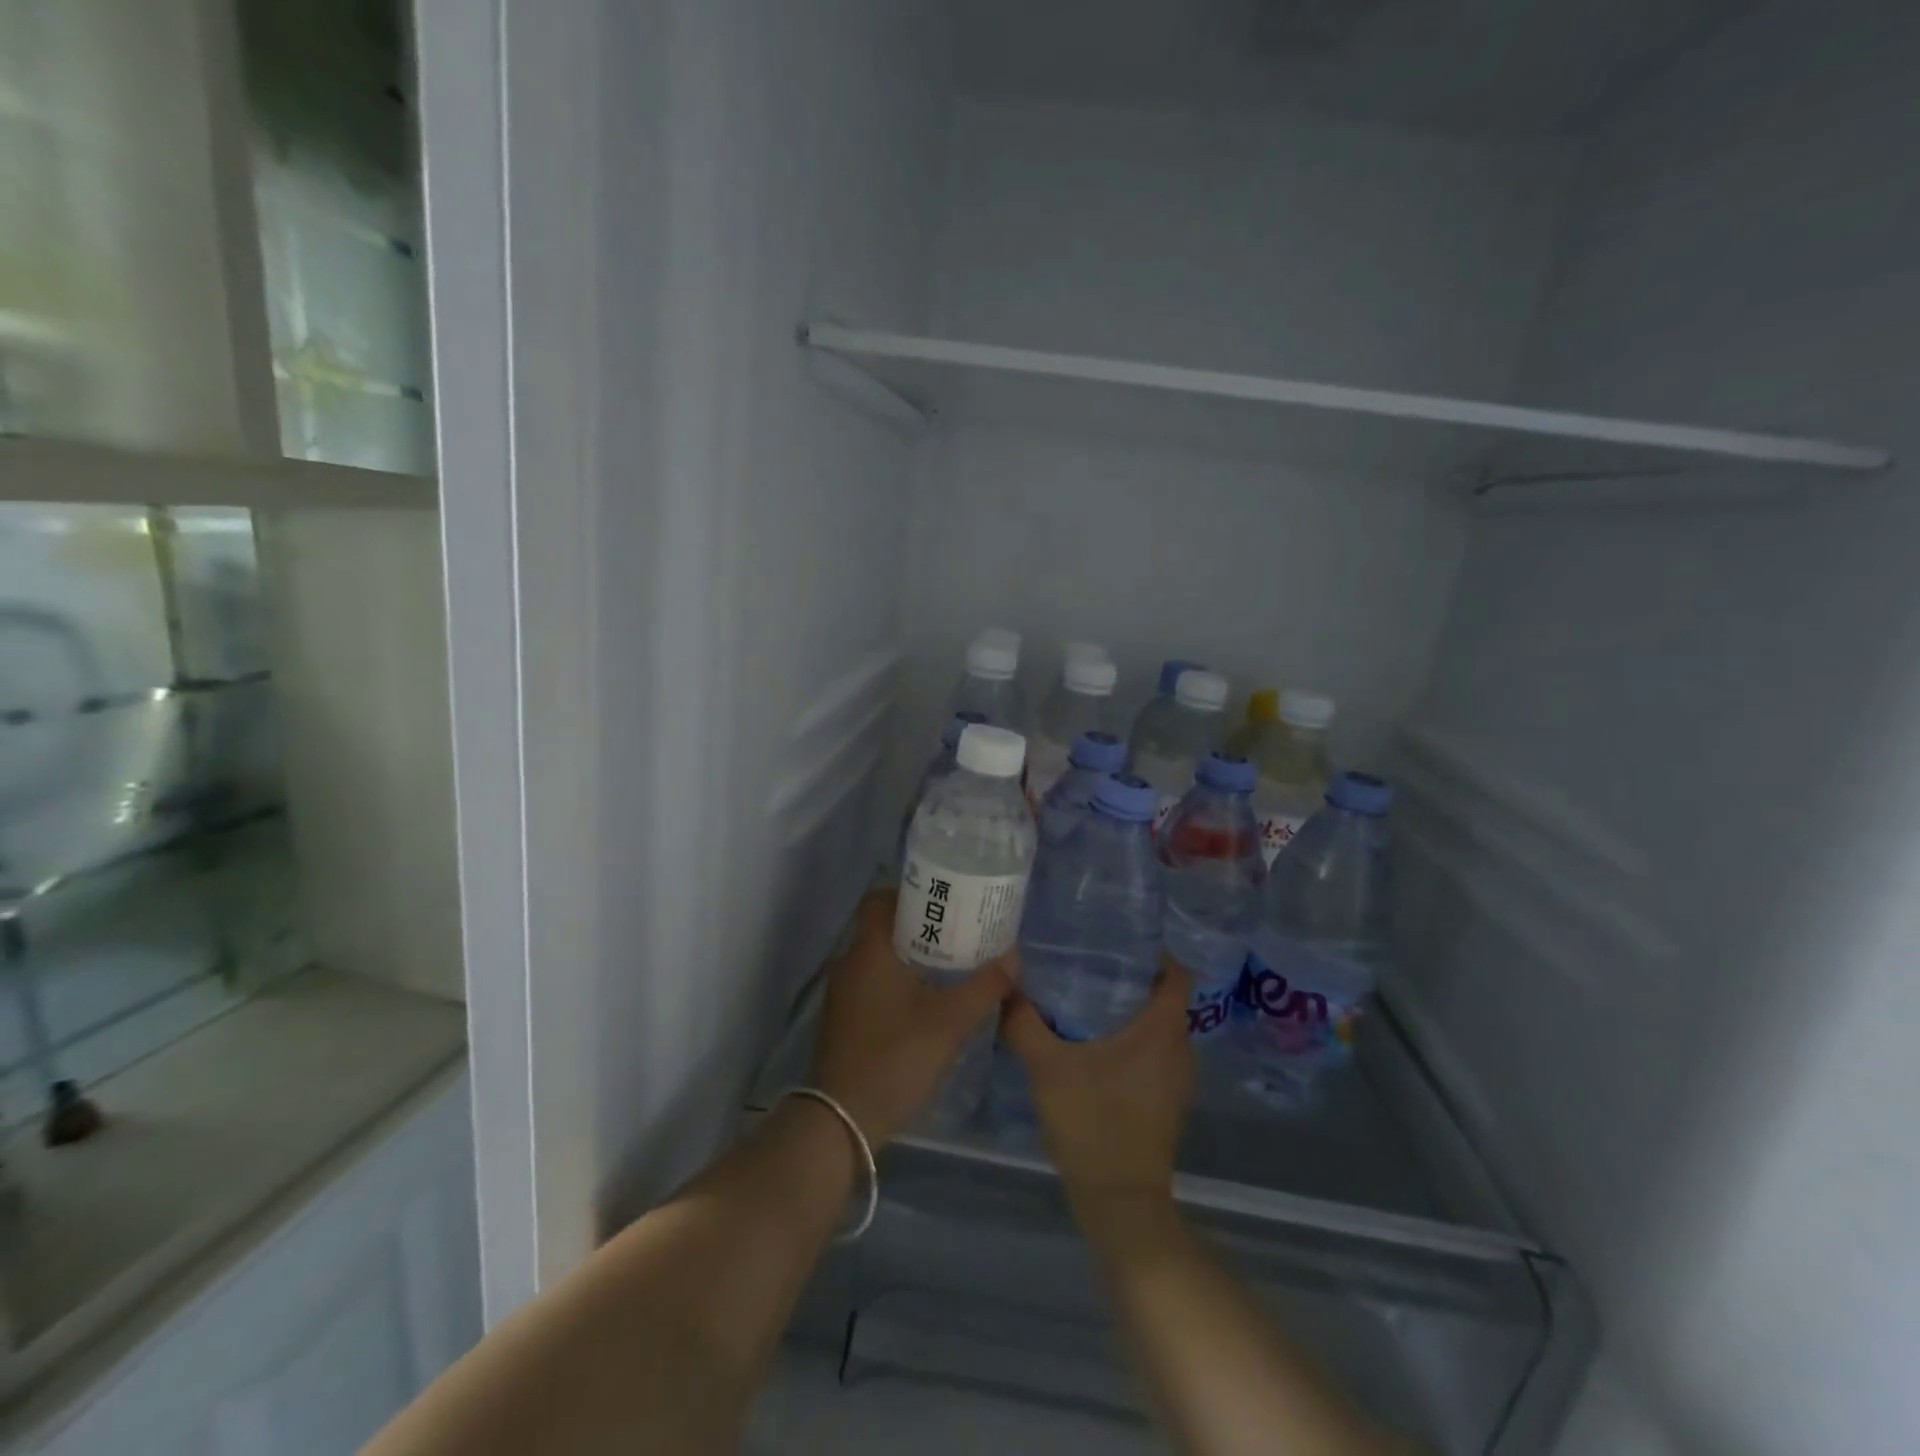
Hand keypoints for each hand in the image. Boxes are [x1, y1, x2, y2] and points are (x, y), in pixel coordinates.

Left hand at [809, 890, 1014, 1145]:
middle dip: (920, 925)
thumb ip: (984, 987)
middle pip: (884, 927)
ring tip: (951, 963)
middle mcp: (850, 962)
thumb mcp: (949, 1022)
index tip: (944, 900)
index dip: (910, 893)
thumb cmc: (895, 1057)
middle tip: (960, 931)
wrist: (842, 1120)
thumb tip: (1013, 958)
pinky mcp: (844, 1018)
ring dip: (911, 955)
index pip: (880, 899)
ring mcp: (843, 993)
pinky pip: (873, 982)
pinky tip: (927, 1000)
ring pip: (879, 956)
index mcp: (869, 950)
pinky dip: (898, 980)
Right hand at [1000, 958, 1193, 1220]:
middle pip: (1166, 996)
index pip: (1177, 973)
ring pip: (1160, 1026)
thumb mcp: (1048, 1068)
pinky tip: (1095, 1042)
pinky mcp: (1167, 1100)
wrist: (1120, 1203)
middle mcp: (1179, 1049)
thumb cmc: (1092, 1124)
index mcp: (1162, 1031)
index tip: (1117, 941)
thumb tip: (1006, 984)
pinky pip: (1155, 1052)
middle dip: (1133, 977)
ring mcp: (1177, 1078)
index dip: (1154, 952)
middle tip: (1090, 962)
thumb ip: (1024, 1022)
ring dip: (1132, 1009)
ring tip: (1088, 995)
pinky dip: (1133, 1039)